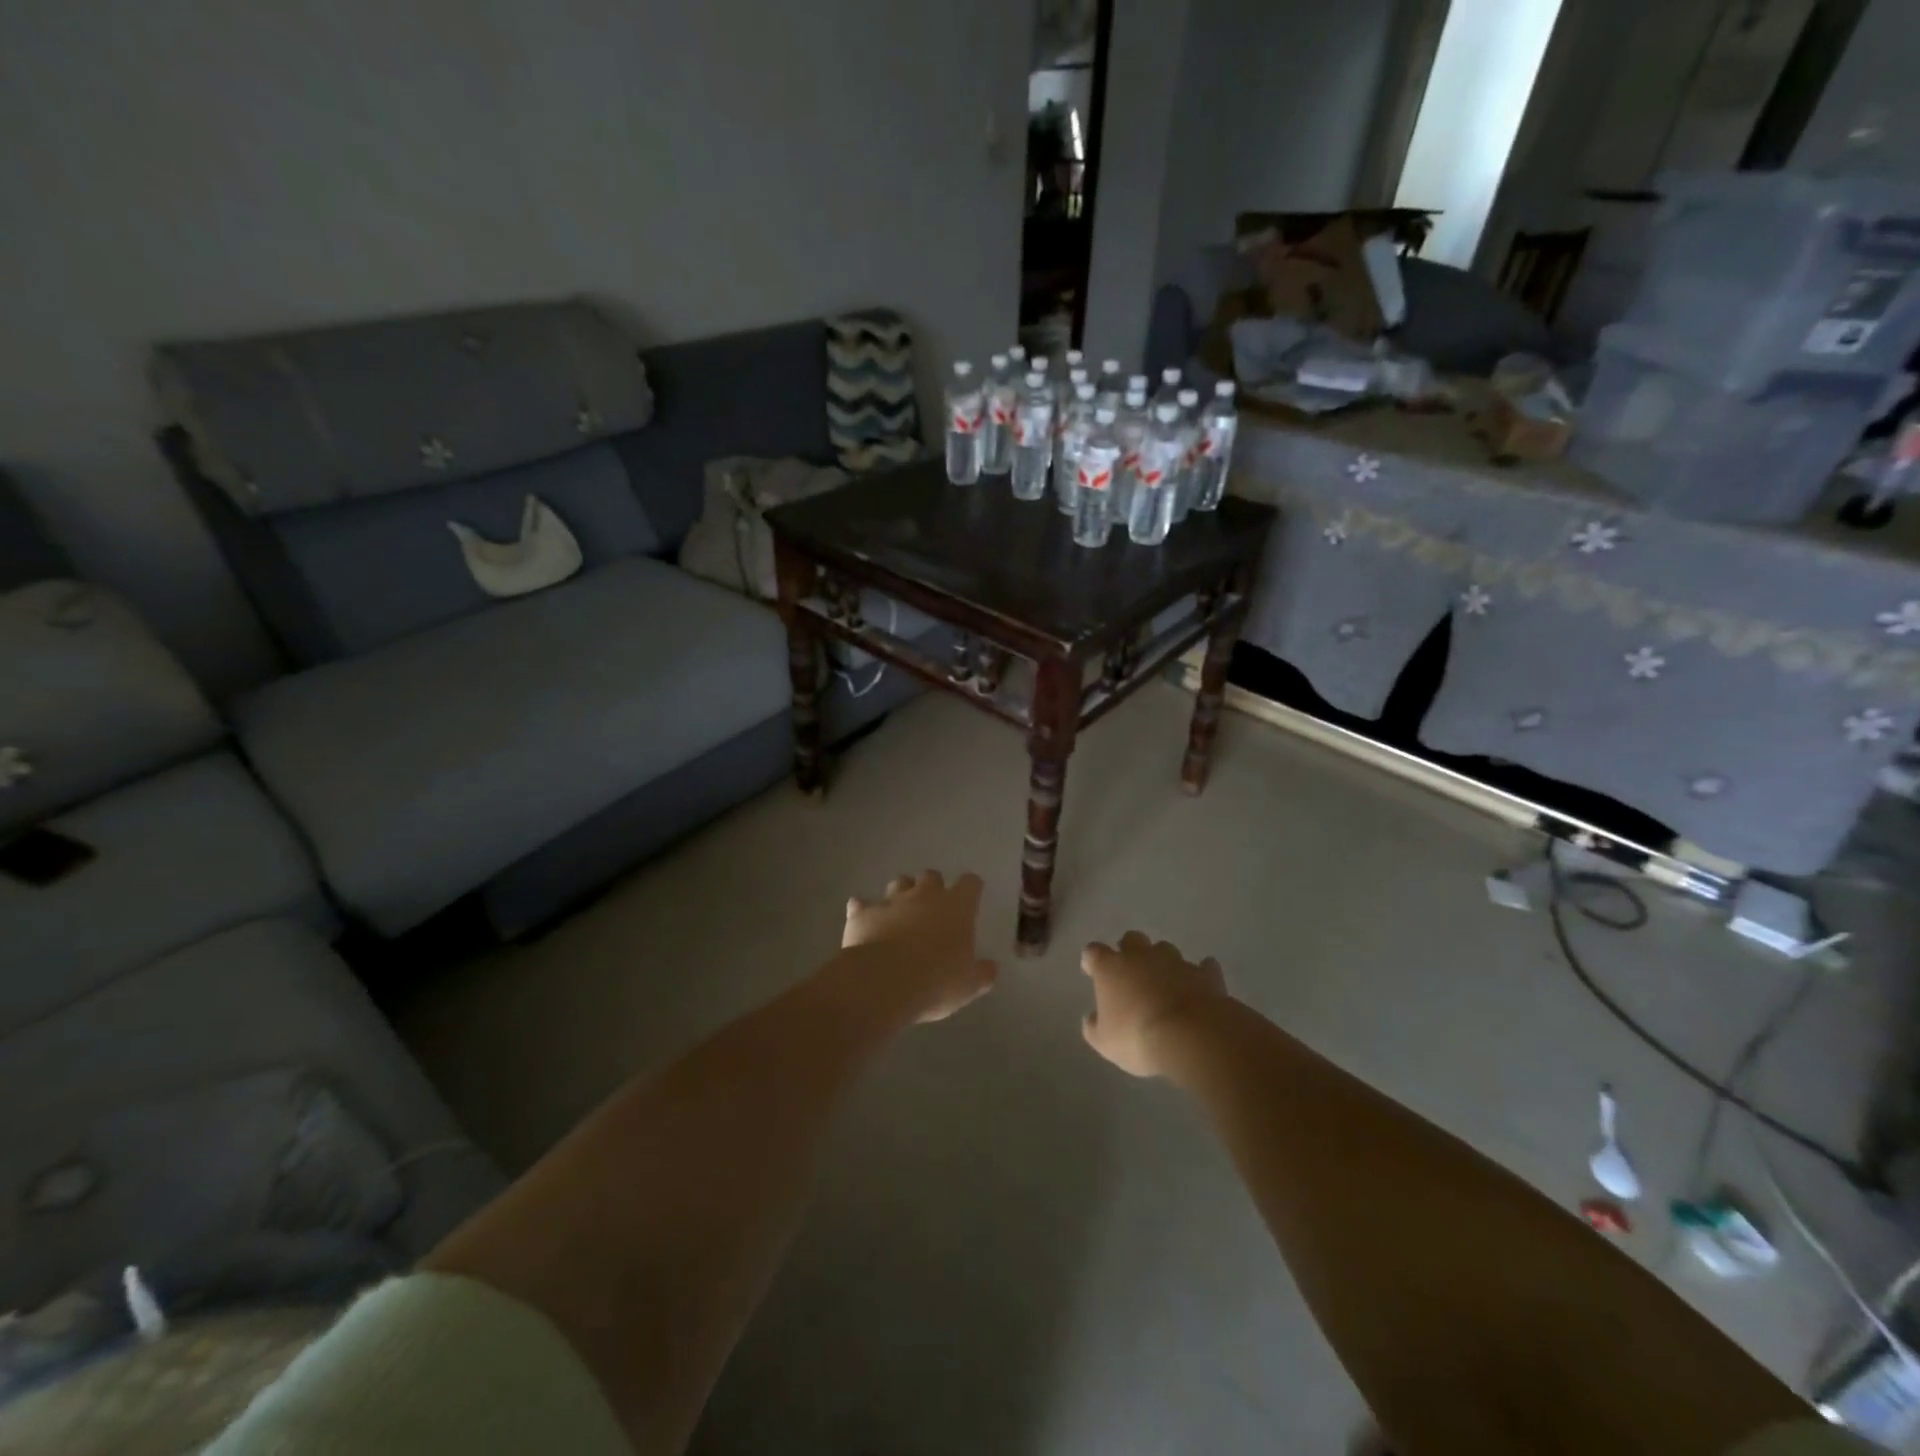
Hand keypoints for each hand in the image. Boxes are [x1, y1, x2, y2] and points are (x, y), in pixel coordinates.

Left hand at [839, 870, 998, 1022]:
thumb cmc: (936, 982)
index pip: (970, 883)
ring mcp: (891, 901)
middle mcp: (925, 895)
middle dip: (932, 887)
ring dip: (901, 894)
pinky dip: (864, 910)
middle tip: (932, 909)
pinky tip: (863, 921)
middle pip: (931, 876)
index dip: (971, 888)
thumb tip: (991, 968)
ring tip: (900, 914)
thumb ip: (982, 973)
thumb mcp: (968, 985)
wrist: (884, 982)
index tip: (971, 897)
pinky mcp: (863, 913)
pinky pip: (861, 904)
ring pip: (899, 883)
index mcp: (957, 907)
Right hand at [1081, 932, 1228, 1077]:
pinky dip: (1200, 975)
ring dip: (1163, 962)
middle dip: (1130, 951)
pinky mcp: (1205, 974)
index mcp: (1110, 967)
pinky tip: (1200, 986)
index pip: (1093, 952)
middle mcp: (1141, 956)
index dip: (1092, 961)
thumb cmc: (1138, 1038)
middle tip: (1131, 972)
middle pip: (1131, 939)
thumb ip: (1094, 1027)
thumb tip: (1092, 1018)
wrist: (1192, 1036)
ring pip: (1165, 949)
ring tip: (1166, 983)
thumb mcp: (1105, 1043)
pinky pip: (1202, 967)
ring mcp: (1175, 961)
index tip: (1092, 972)